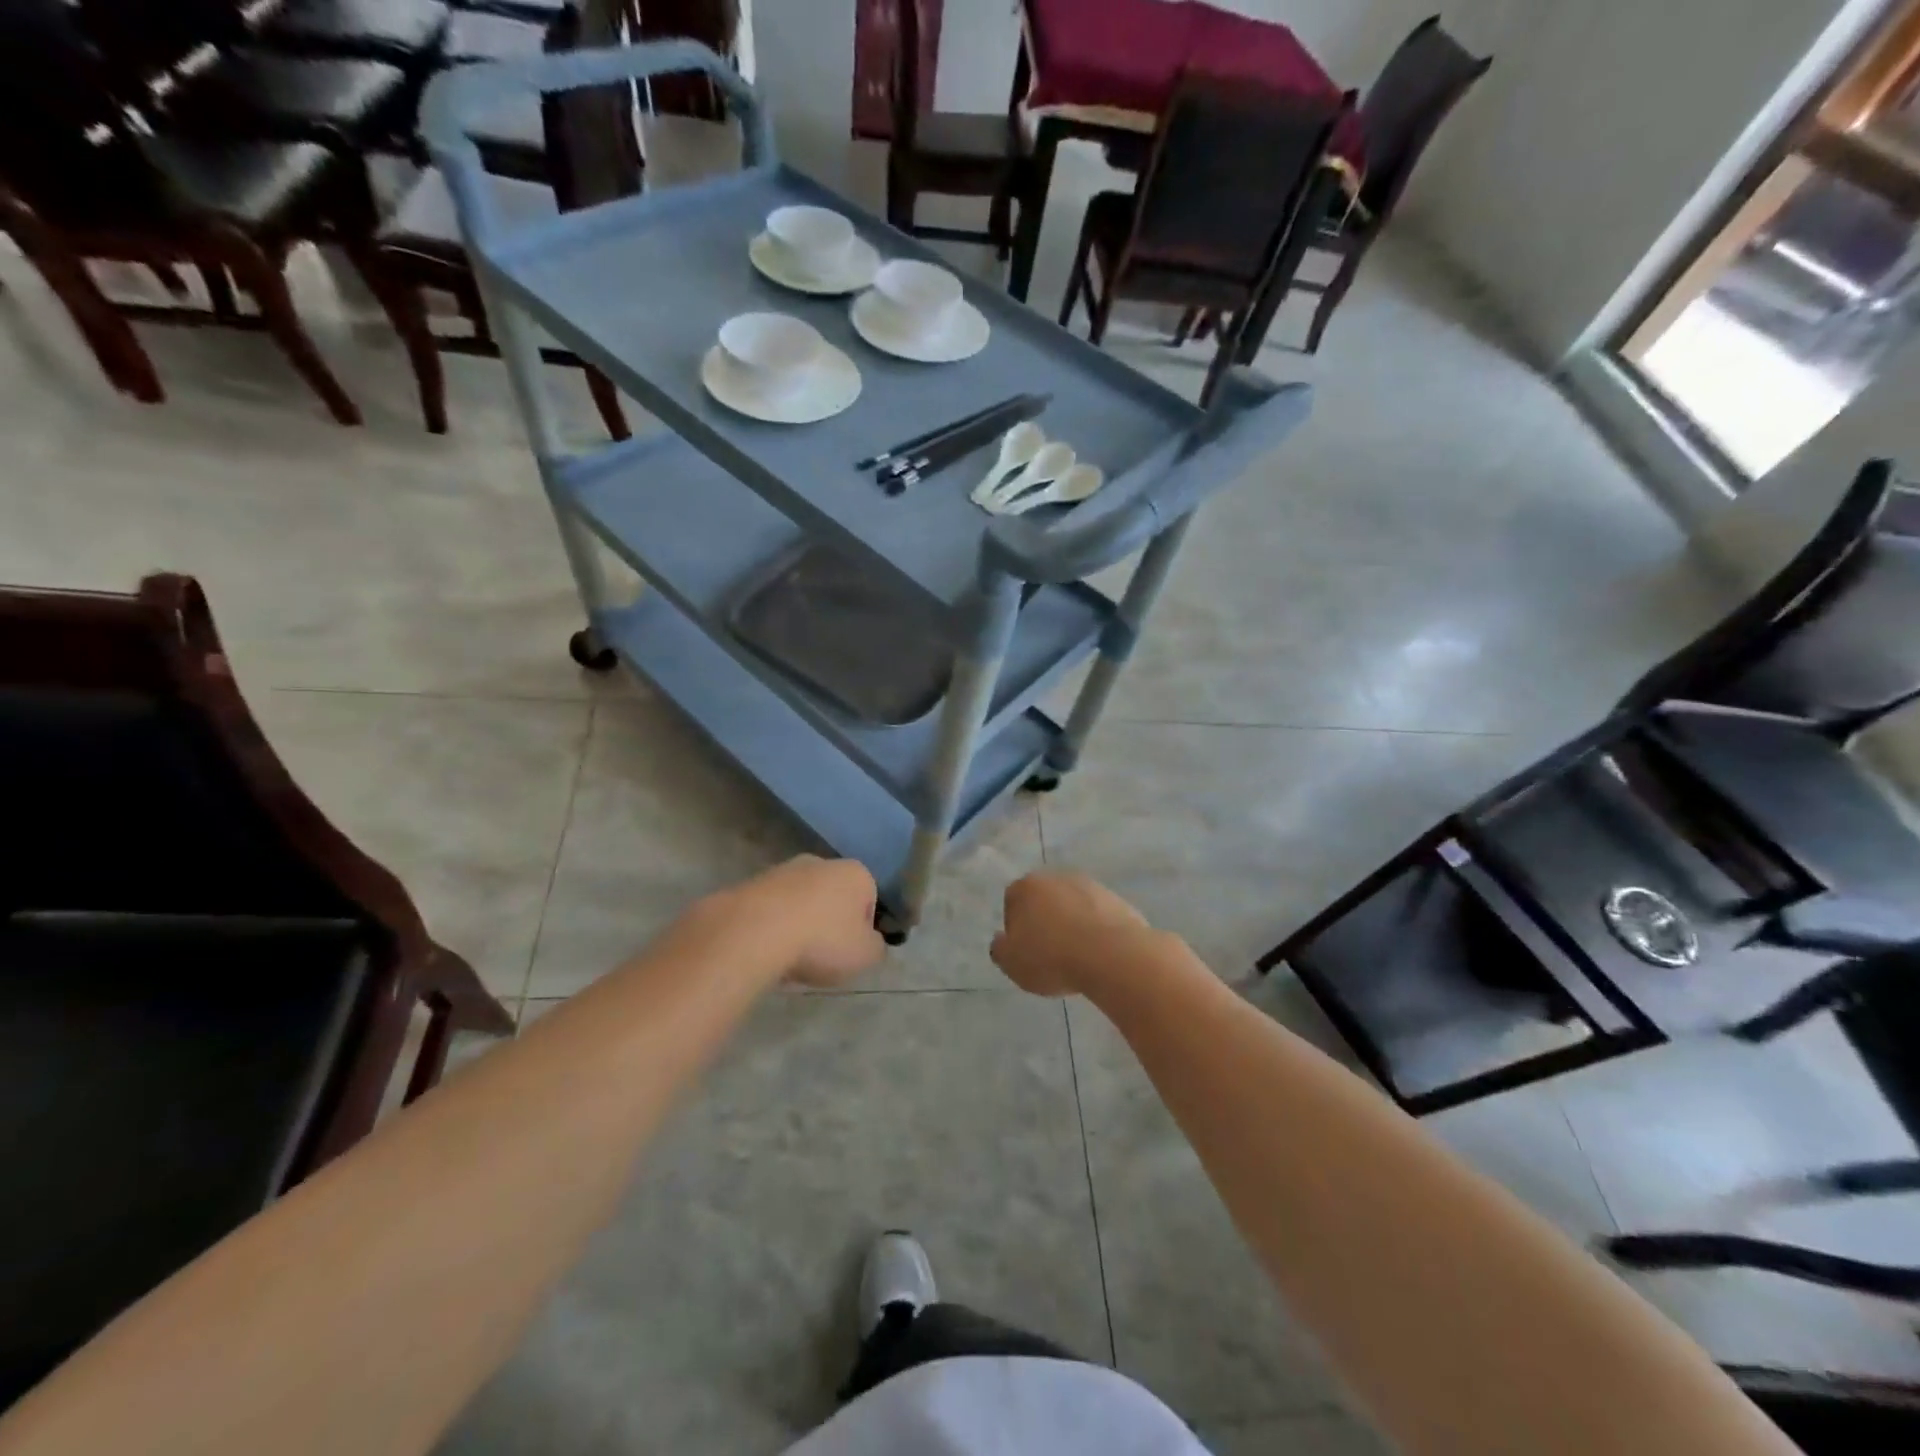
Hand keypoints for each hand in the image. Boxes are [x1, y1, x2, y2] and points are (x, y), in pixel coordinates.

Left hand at [741, 855, 886, 987]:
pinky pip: (772, 910)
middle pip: (834, 898)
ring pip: (801, 902)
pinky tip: (767, 950)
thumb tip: (870, 942)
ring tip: (790, 958)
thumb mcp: (866, 955)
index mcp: (856, 873)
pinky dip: (772, 927)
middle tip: (822, 956)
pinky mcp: (752, 883)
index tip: (850, 953)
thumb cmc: (822, 940)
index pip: (870, 900)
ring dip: (800, 925)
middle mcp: (822, 862)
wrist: (754, 932)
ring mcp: (784, 869)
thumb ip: (876, 947)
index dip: (863, 930)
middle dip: (829, 923)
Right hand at [991, 870, 1153, 997]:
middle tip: (1049, 953)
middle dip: (1045, 921)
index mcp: (1027, 886)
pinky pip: (1098, 916)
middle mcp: (1057, 877)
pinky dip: (1096, 930)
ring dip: (1072, 924)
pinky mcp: (1118, 900)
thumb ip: (1000, 949)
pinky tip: (1098, 954)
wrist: (1112, 955)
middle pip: (1044, 900)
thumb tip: (1001, 940)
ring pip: (1073, 906)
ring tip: (1077, 957)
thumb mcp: (1012, 963)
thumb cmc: (1052, 957)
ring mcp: (1091, 886)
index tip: (1024, 951)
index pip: (1012, 901)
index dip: (1015, 927)